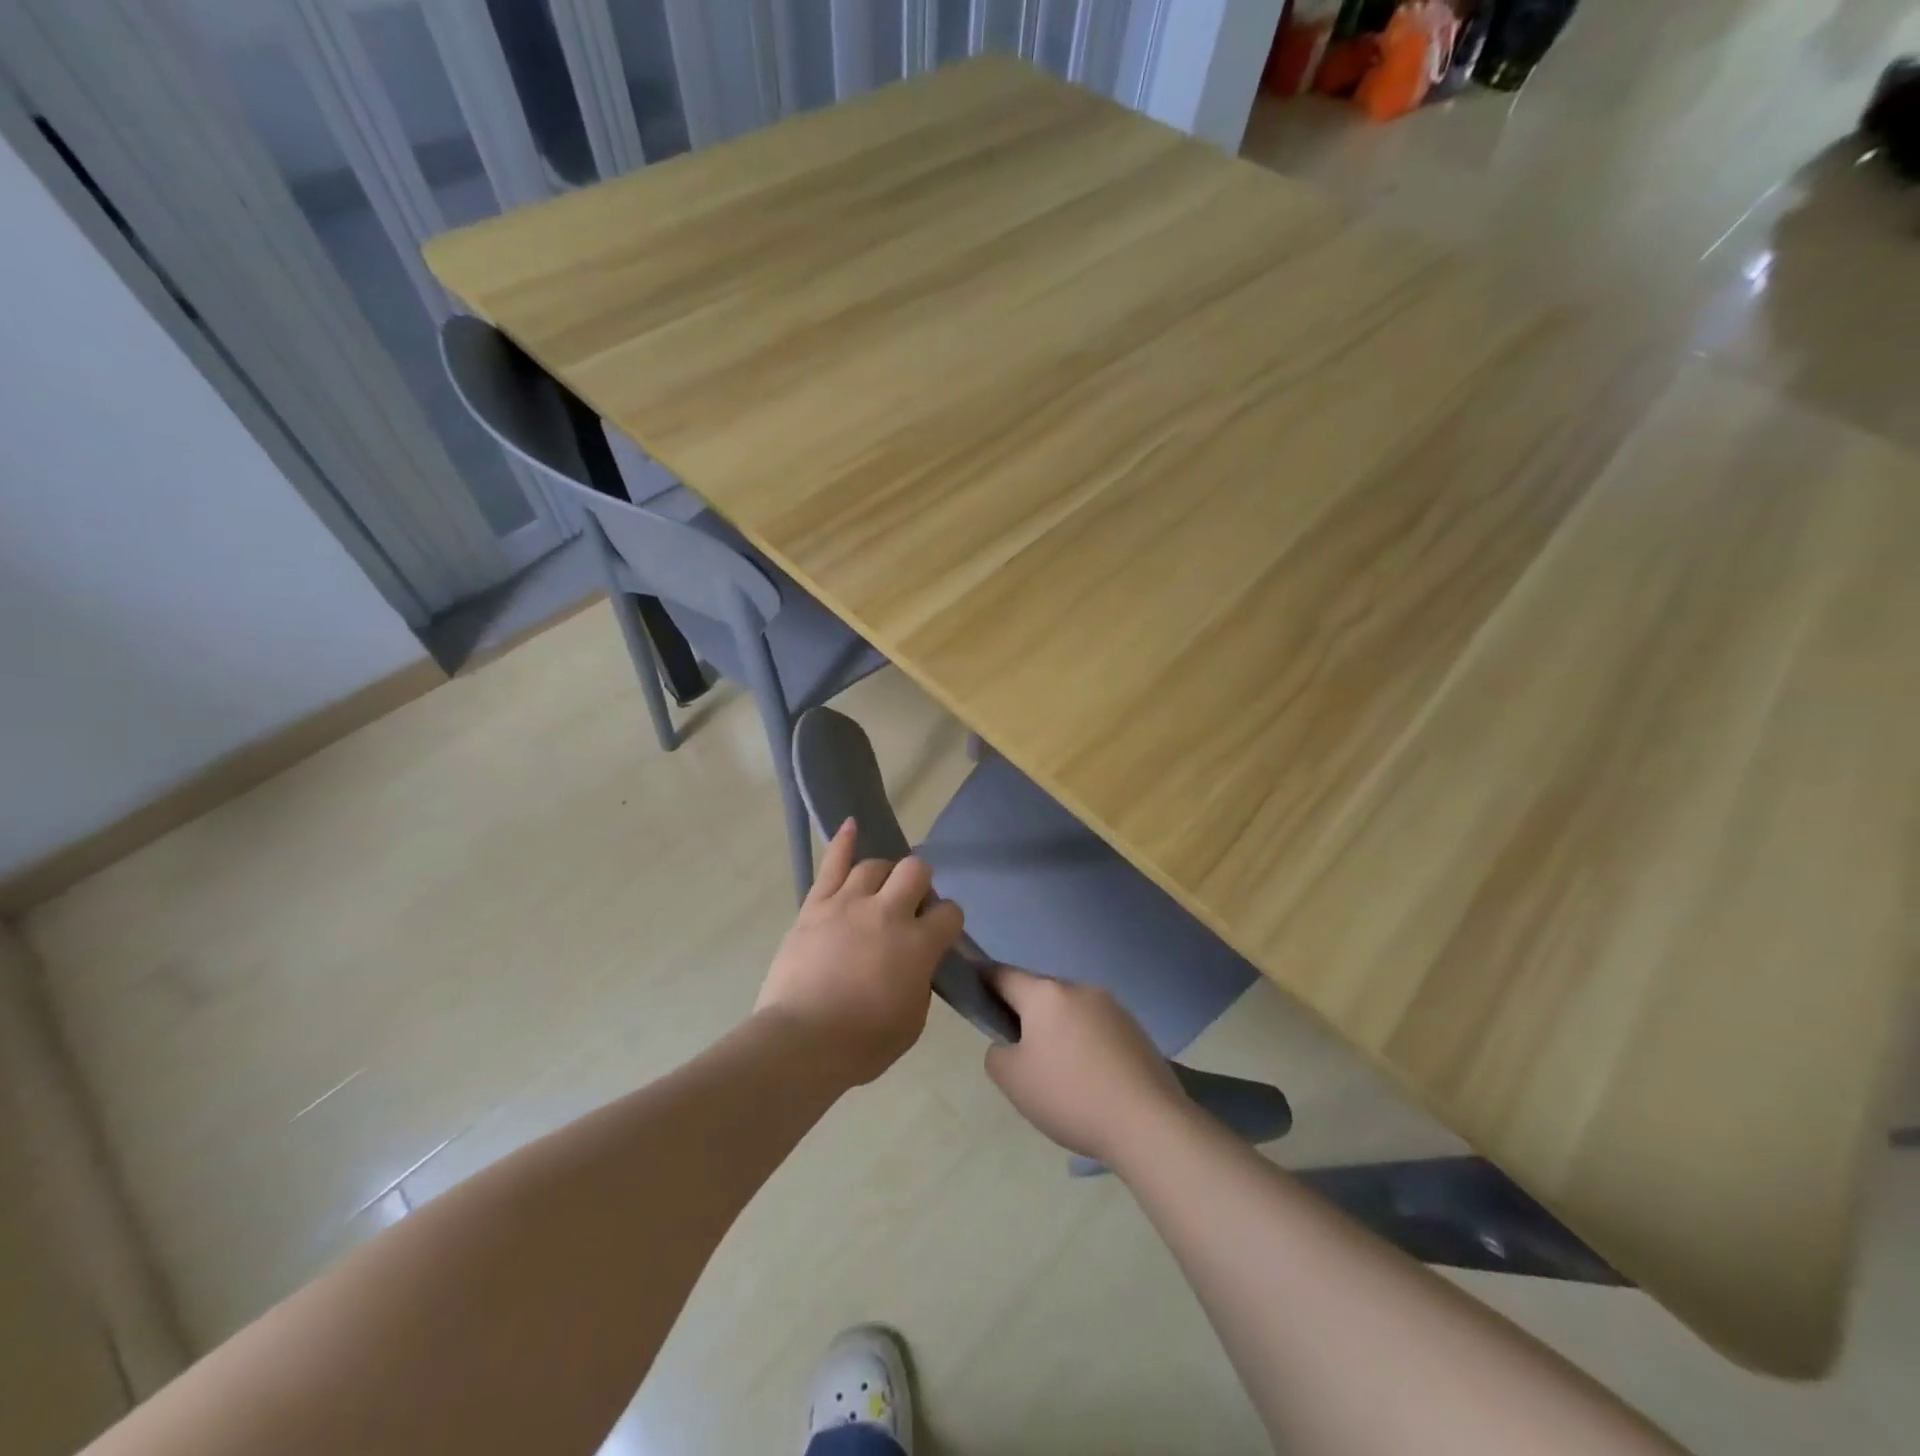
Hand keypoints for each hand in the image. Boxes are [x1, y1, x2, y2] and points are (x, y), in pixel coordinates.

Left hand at [755, 820, 963, 1087]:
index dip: (948, 922)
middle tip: (910, 907)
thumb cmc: (862, 1043)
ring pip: (875, 865)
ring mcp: (849, 904)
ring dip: (885, 874)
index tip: (939, 935)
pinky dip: (843, 842)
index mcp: (919, 945)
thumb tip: (918, 962)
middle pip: (915, 871)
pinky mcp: (816, 906)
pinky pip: (832, 865)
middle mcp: (888, 913)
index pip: (950, 913)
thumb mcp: (913, 1021)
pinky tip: (851, 825)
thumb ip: (921, 980)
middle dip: (920, 884)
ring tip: (881, 889)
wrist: (802, 1042)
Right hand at [982, 966, 1187, 1164]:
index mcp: (1045, 993)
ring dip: (1058, 1030)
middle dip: (1025, 1014)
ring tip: (1060, 1075)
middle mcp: (1079, 988)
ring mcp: (1112, 1006)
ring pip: (1070, 1011)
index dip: (983, 979)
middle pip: (1039, 993)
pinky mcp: (1135, 1029)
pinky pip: (1096, 1028)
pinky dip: (1085, 1044)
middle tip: (1019, 1054)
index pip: (1003, 974)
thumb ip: (997, 1053)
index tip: (973, 990)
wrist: (1147, 1122)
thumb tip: (1010, 1044)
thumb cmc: (1069, 1095)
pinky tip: (1090, 1080)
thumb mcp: (1012, 1080)